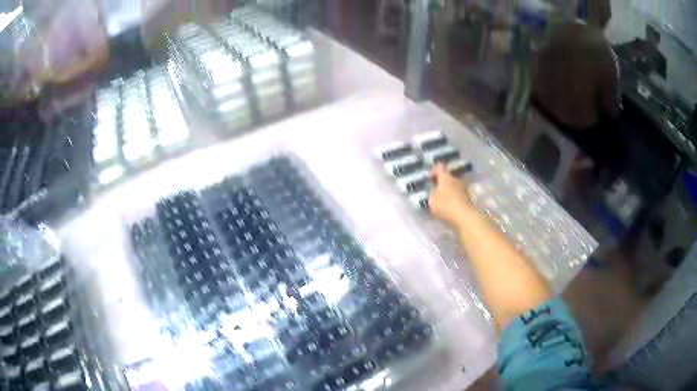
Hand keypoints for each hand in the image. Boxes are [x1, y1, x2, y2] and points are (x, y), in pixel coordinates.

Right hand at [429, 164, 472, 227]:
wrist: (464, 217)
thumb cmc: (445, 205)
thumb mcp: (432, 199)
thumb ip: (432, 193)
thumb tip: (435, 191)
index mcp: (446, 177)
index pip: (439, 167)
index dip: (433, 171)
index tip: (429, 179)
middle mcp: (457, 180)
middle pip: (449, 178)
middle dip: (442, 183)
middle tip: (436, 191)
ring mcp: (465, 190)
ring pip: (455, 187)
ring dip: (449, 192)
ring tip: (443, 201)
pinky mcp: (469, 200)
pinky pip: (459, 197)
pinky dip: (454, 200)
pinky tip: (450, 208)